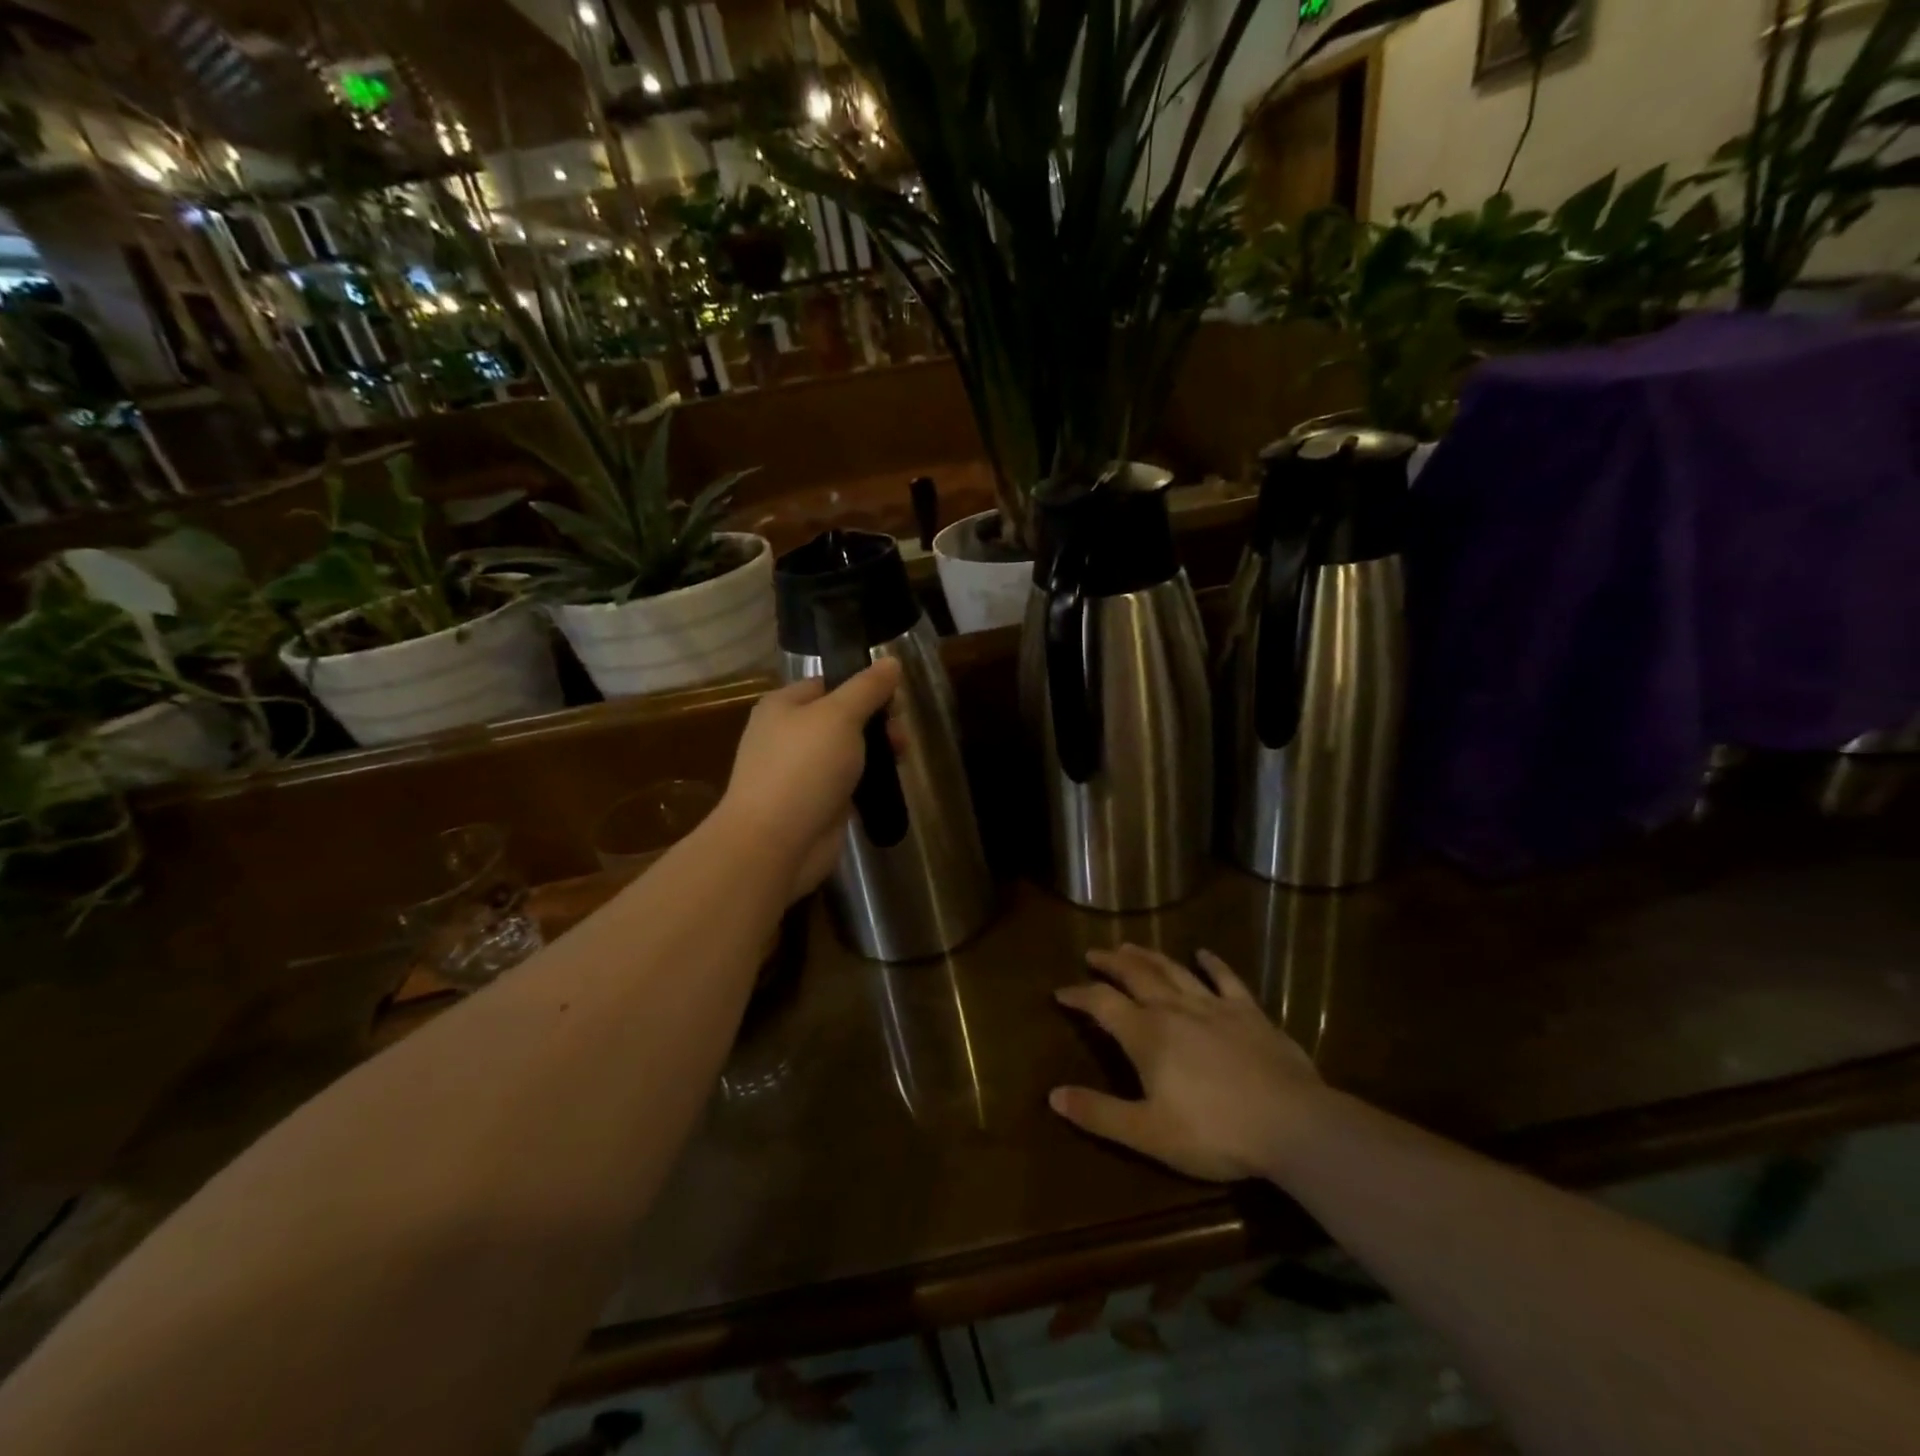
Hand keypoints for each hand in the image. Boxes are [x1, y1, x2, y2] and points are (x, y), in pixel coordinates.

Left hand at [717, 658, 903, 901]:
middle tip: (900, 736)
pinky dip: (868, 781)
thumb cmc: (803, 769)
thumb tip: (891, 662)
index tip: (895, 698)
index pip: (829, 683)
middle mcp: (788, 735)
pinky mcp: (816, 804)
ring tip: (901, 759)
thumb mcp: (839, 716)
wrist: (774, 844)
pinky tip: (888, 784)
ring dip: (876, 752)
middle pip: (842, 717)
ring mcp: (801, 772)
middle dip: (876, 722)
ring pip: (848, 752)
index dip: (864, 686)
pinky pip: (848, 783)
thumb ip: (867, 688)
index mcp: (784, 706)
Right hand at [1051, 945, 1322, 1182]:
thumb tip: (1054, 1095)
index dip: (1079, 995)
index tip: (1061, 992)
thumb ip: (1100, 1114)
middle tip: (1094, 953)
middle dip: (1111, 963)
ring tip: (1131, 946)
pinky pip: (1226, 979)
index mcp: (1146, 1035)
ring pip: (1173, 971)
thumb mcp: (1148, 1133)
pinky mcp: (1249, 1012)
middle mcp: (1174, 1009)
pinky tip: (1203, 953)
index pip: (1102, 1004)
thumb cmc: (1214, 1132)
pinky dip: (1211, 963)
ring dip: (1149, 956)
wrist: (1292, 1124)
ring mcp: (1214, 1006)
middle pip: (1135, 975)